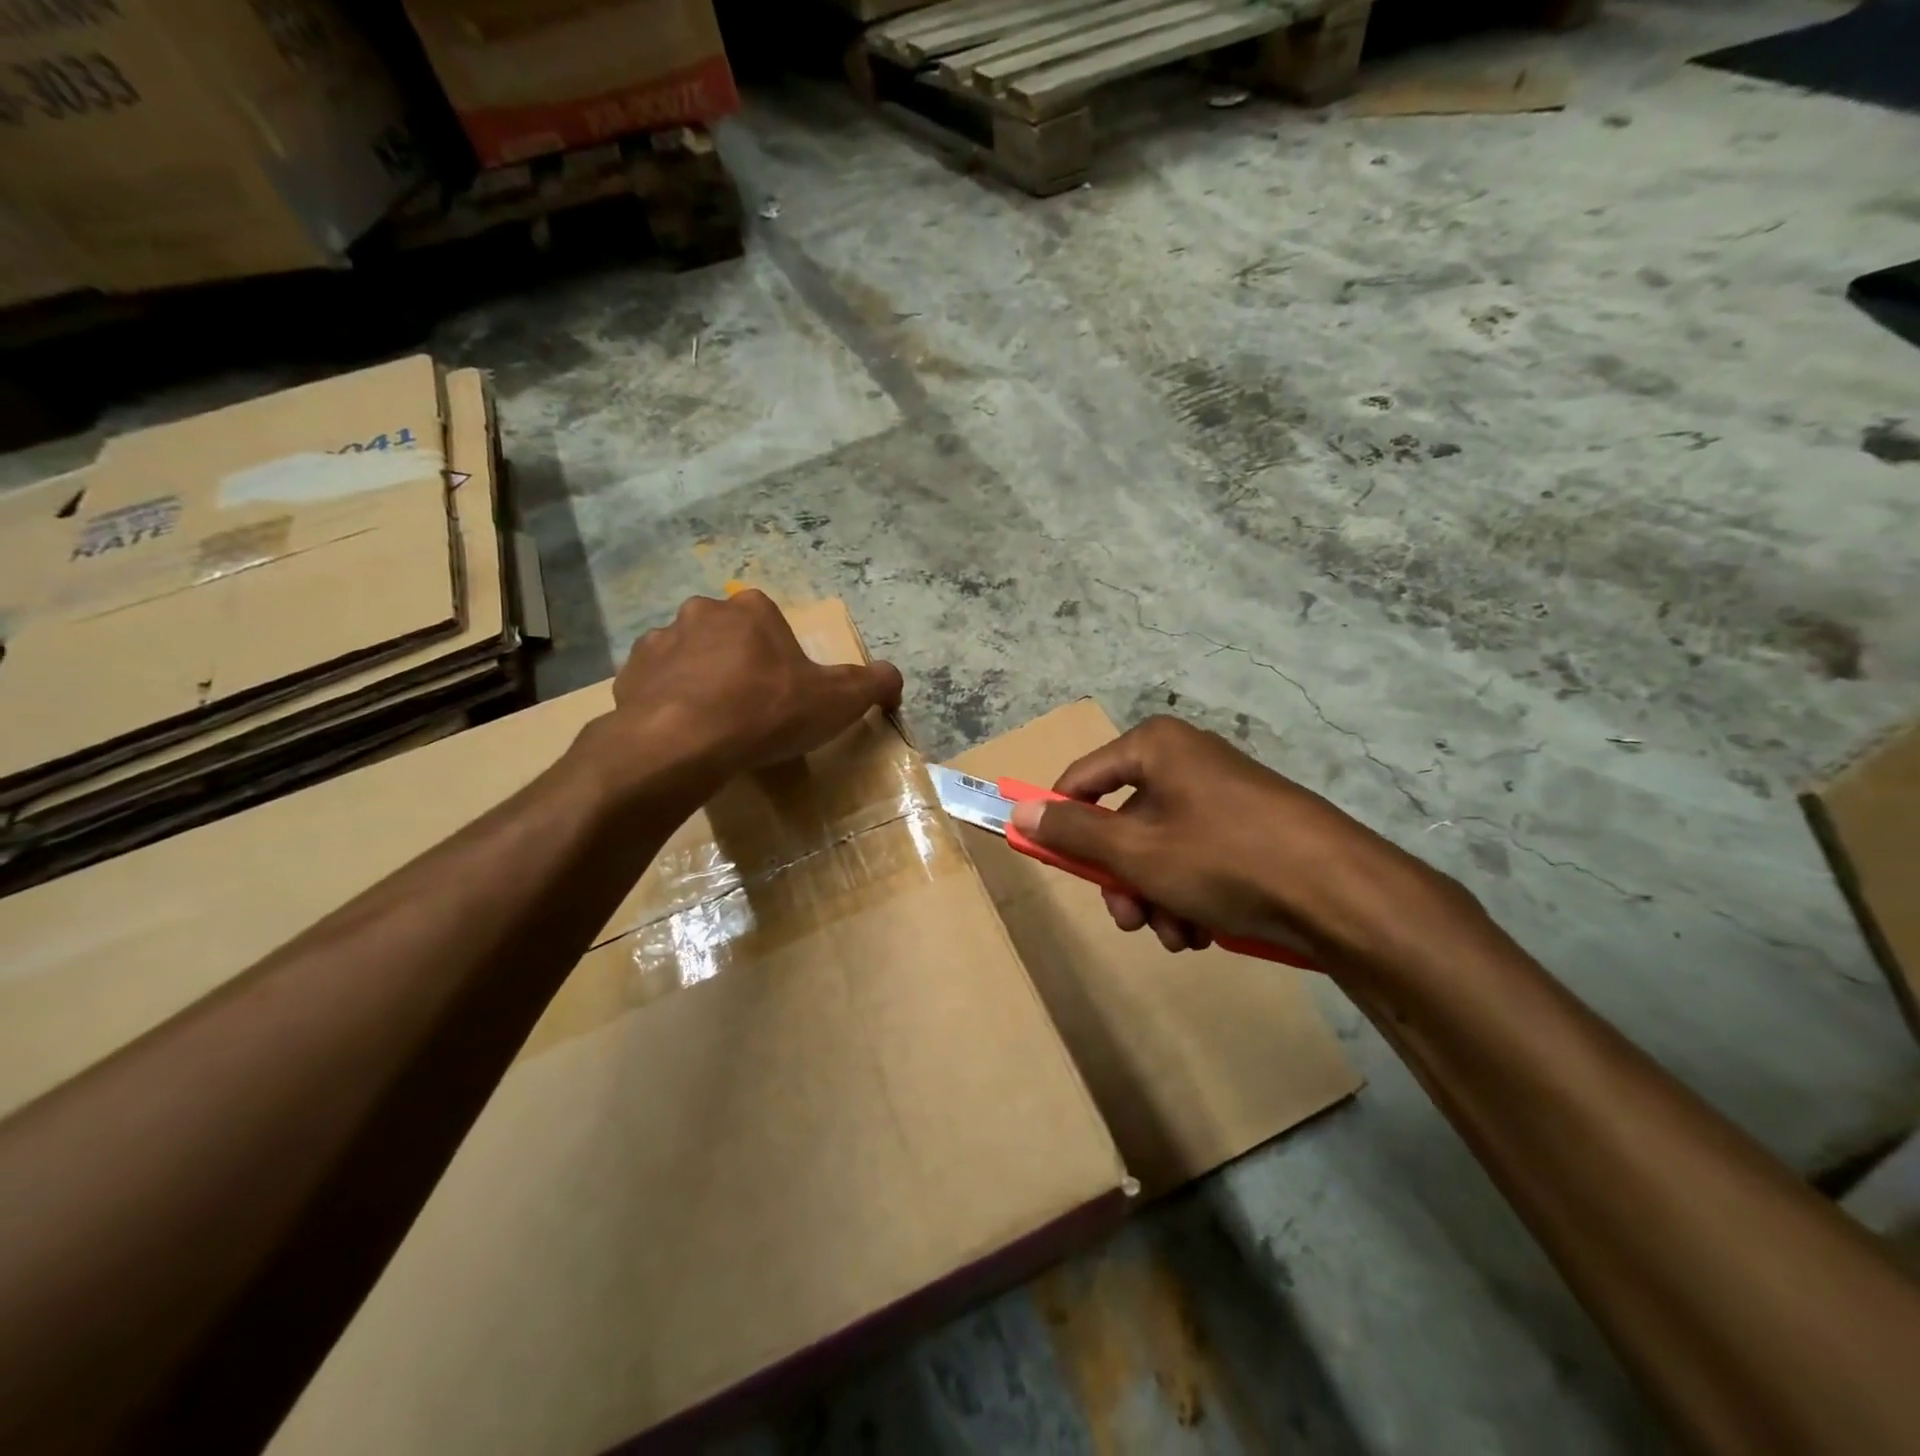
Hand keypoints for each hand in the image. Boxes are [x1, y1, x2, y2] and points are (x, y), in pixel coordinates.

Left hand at [602, 591, 902, 782]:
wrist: (684, 742)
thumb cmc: (767, 711)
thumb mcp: (839, 700)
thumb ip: (874, 683)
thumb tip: (893, 678)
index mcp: (753, 610)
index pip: (772, 626)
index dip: (781, 661)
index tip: (784, 695)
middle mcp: (703, 612)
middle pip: (729, 638)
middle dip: (738, 666)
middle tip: (750, 710)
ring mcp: (659, 640)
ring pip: (688, 658)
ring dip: (700, 681)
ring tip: (713, 726)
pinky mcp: (628, 674)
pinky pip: (655, 684)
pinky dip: (667, 701)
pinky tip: (682, 732)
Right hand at [1008, 715, 1475, 967]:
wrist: (1343, 894)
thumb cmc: (1224, 860)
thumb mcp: (1135, 851)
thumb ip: (1072, 833)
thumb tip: (1019, 810)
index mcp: (1155, 747)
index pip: (1081, 780)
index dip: (1062, 824)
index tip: (1056, 867)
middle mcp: (1187, 760)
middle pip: (1123, 821)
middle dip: (1122, 879)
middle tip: (1131, 920)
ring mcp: (1223, 794)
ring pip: (1159, 849)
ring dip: (1157, 897)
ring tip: (1179, 934)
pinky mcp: (1251, 828)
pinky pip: (1197, 859)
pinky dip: (1191, 896)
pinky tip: (1205, 930)